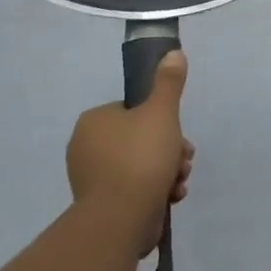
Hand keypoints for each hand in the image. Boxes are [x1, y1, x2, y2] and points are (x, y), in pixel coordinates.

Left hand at [65, 51, 194, 256]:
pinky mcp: (100, 205)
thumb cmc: (141, 157)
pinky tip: (170, 197)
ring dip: (167, 171)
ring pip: (140, 165)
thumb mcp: (162, 112)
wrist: (122, 218)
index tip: (179, 134)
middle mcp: (86, 147)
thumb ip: (169, 82)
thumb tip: (174, 52)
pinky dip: (154, 191)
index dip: (162, 120)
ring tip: (179, 182)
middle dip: (169, 149)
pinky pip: (133, 189)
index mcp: (94, 121)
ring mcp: (91, 178)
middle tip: (184, 160)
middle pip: (140, 138)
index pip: (133, 110)